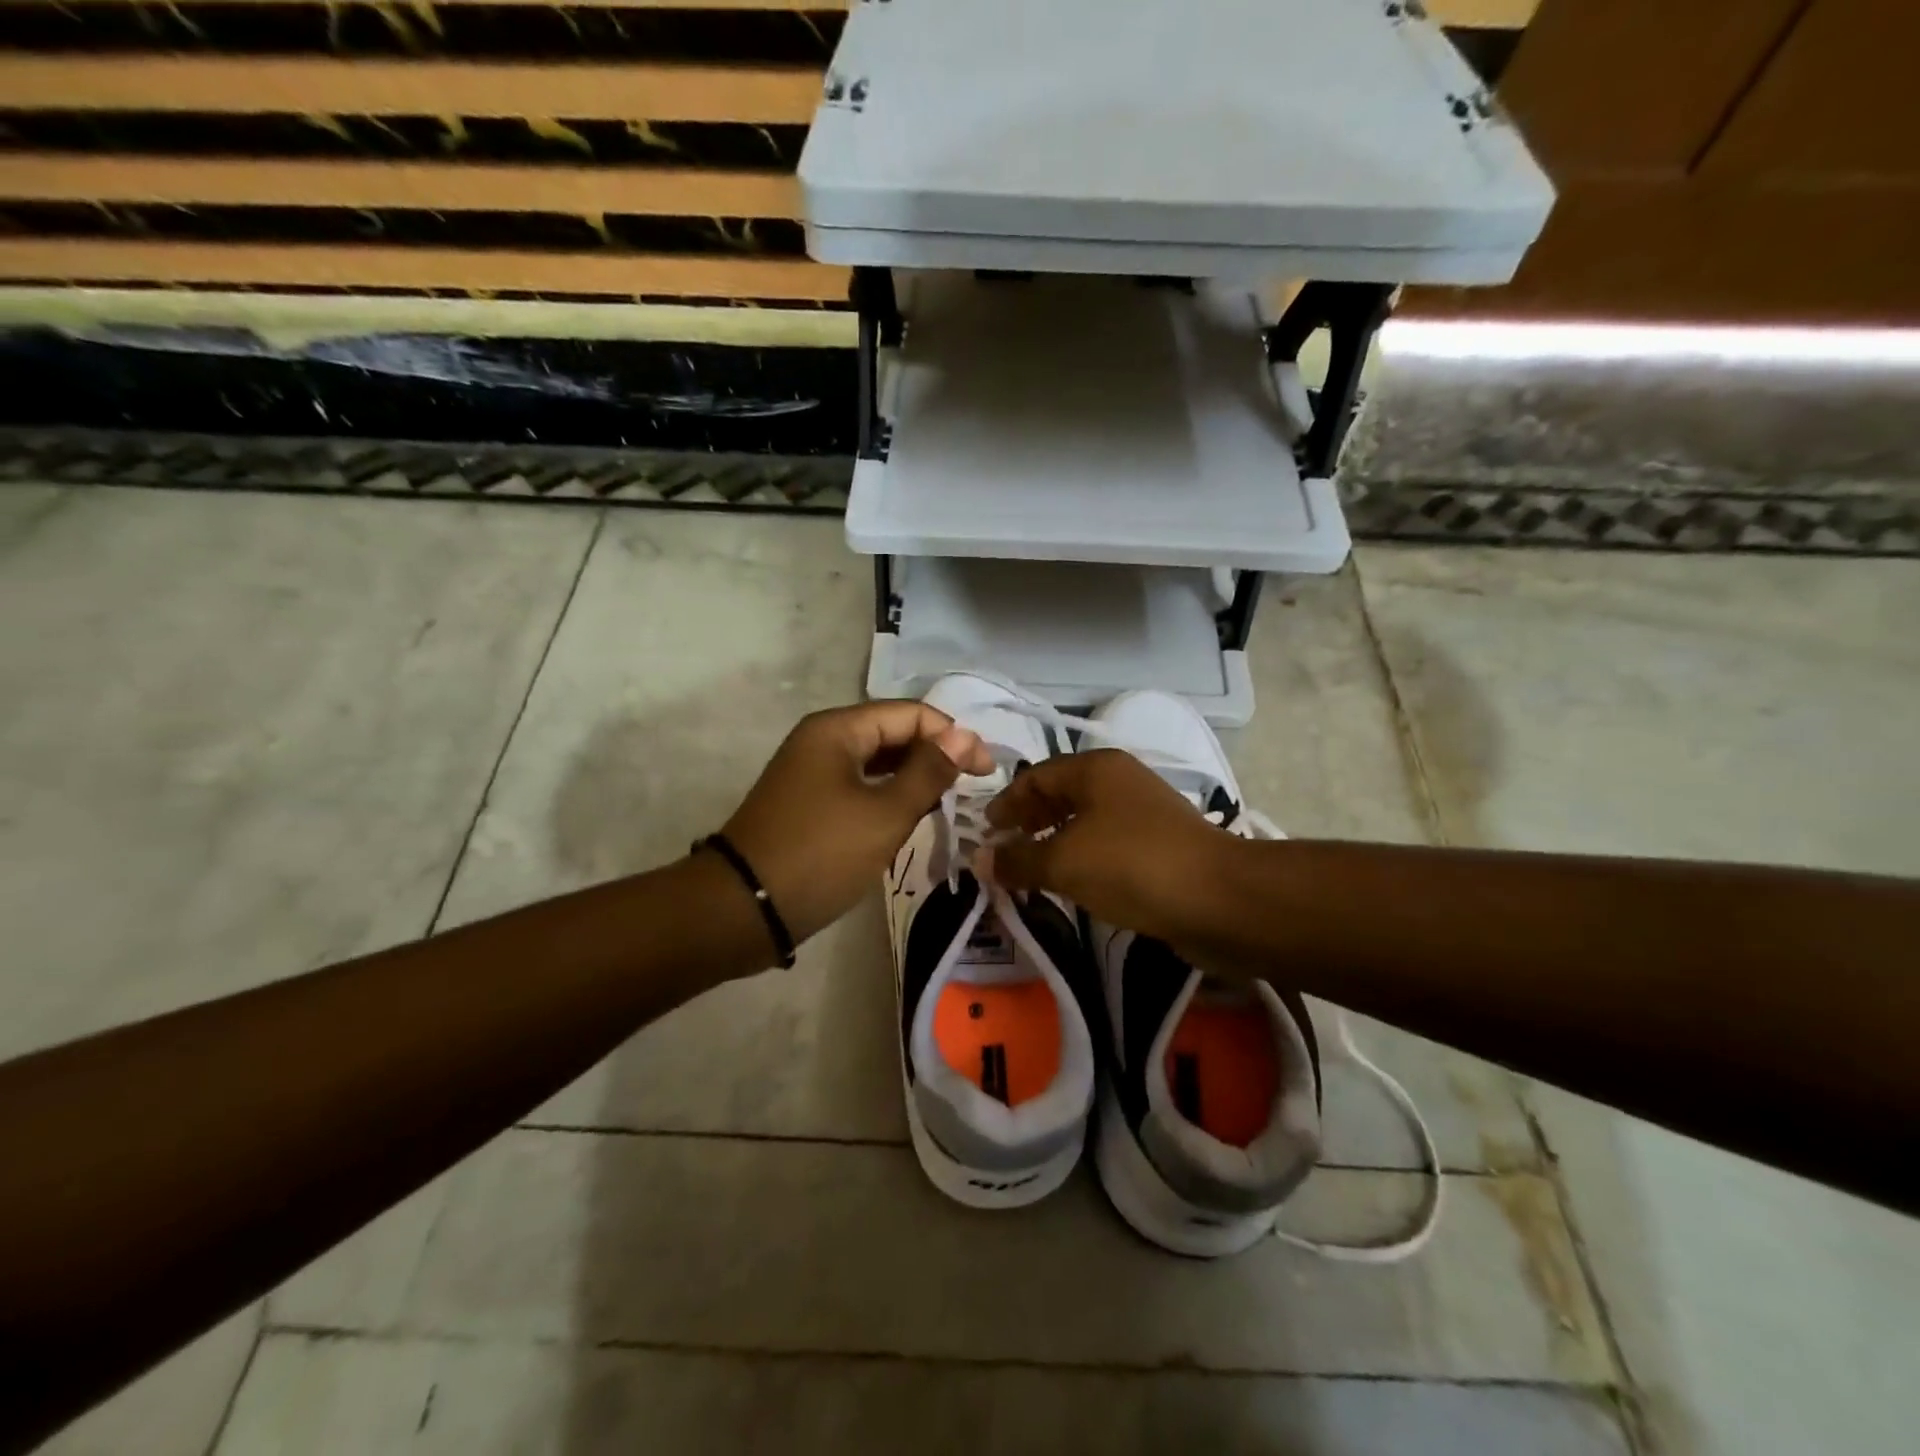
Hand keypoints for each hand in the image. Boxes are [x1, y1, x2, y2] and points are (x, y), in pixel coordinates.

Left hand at [720, 702, 992, 944]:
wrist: (742, 909)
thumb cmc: (819, 855)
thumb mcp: (884, 814)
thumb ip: (928, 772)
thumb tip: (965, 737)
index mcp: (838, 729)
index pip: (911, 714)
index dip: (953, 736)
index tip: (986, 772)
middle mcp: (823, 740)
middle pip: (893, 733)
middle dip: (934, 755)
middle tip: (972, 788)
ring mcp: (812, 771)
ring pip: (877, 762)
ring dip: (913, 777)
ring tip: (948, 801)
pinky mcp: (809, 802)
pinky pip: (859, 786)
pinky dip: (888, 796)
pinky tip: (910, 817)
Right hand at [981, 749, 1237, 943]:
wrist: (1217, 899)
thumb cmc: (1131, 866)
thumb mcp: (1064, 862)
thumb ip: (1018, 860)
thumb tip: (979, 859)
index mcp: (1095, 769)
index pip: (1036, 776)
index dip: (1006, 803)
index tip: (985, 831)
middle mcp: (1119, 781)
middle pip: (1060, 794)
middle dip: (1029, 821)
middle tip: (1004, 850)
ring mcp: (1143, 812)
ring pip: (1084, 821)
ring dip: (1054, 842)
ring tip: (1031, 870)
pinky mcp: (1159, 845)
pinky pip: (1106, 844)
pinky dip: (1081, 858)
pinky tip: (1071, 883)